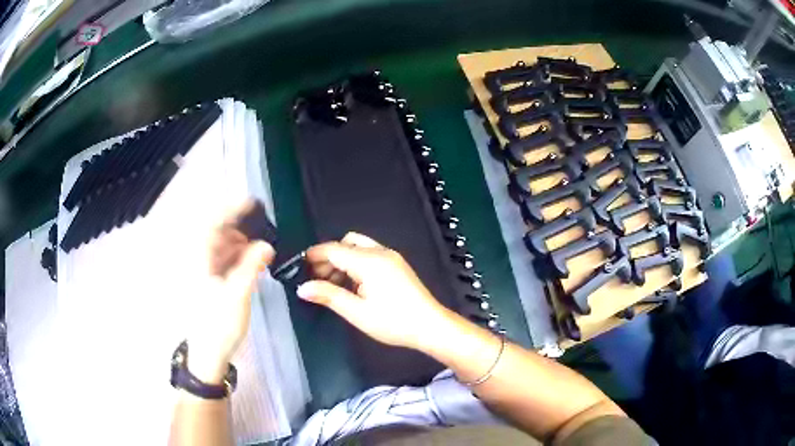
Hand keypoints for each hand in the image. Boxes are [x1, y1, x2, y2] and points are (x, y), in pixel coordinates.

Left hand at [187, 202, 274, 382]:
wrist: (208, 352)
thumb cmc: (219, 325)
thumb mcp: (237, 295)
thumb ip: (251, 267)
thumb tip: (266, 245)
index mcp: (199, 259)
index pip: (212, 223)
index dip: (231, 209)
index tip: (252, 202)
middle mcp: (198, 259)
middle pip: (216, 231)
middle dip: (239, 227)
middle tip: (262, 232)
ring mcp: (202, 269)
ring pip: (221, 245)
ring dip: (240, 243)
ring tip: (259, 249)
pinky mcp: (208, 279)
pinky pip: (222, 258)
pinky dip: (237, 256)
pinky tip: (251, 262)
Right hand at [297, 232, 451, 350]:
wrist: (431, 326)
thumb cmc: (393, 322)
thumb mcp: (357, 312)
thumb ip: (328, 296)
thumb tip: (303, 288)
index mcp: (369, 261)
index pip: (334, 249)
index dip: (314, 255)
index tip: (299, 267)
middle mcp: (380, 252)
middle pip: (346, 243)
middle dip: (328, 258)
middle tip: (316, 280)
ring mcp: (391, 257)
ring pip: (358, 247)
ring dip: (342, 260)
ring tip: (332, 285)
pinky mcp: (397, 265)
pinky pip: (369, 255)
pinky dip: (355, 263)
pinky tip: (352, 284)